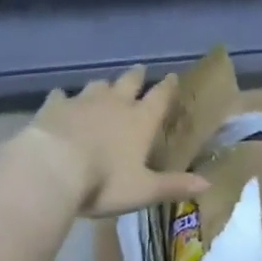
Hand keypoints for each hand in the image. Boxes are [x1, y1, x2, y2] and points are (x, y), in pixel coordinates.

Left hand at [28, 66, 210, 218]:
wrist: (54, 168)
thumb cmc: (104, 182)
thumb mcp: (143, 190)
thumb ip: (173, 185)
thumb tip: (208, 183)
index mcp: (140, 121)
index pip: (159, 97)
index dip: (167, 86)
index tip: (172, 76)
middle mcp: (115, 103)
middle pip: (129, 82)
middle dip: (136, 76)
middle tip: (140, 71)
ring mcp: (84, 101)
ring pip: (98, 85)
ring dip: (104, 85)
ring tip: (104, 86)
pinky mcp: (56, 106)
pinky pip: (61, 95)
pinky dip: (64, 97)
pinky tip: (61, 99)